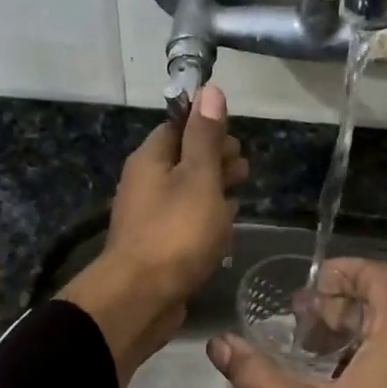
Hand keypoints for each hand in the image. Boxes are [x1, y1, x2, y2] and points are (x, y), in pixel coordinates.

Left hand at [60, 86, 246, 386]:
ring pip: (186, 194)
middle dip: (215, 161)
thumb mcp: (198, 177)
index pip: (178, 128)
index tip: (235, 141)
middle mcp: (145, 184)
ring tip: (240, 196)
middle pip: (183, 161)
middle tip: (244, 171)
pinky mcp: (158, 248)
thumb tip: (210, 90)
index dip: (208, 129)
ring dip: (213, 192)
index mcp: (150, 160)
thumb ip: (205, 136)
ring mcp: (149, 218)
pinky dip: (205, 220)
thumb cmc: (175, 232)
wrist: (141, 297)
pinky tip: (224, 230)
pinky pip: (185, 224)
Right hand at [206, 258, 386, 387]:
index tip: (308, 288)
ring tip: (317, 355)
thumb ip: (258, 376)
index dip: (342, 272)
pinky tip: (348, 384)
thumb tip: (219, 345)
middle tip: (302, 327)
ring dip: (358, 332)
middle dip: (341, 306)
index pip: (379, 275)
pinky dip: (379, 353)